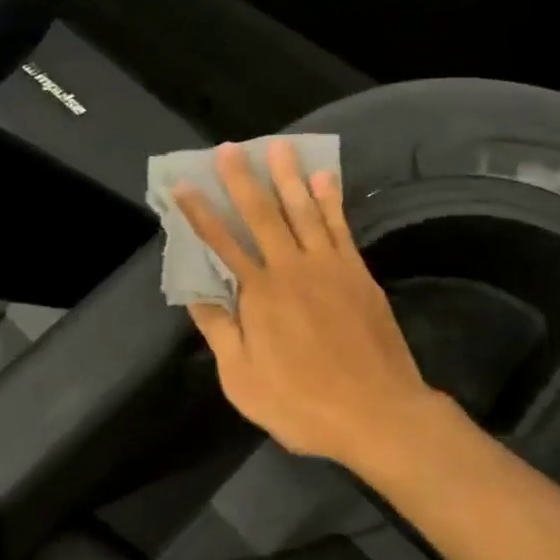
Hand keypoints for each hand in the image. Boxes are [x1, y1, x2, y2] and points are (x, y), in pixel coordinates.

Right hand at [176, 140, 447, 469]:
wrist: (377, 413)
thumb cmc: (302, 404)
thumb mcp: (243, 380)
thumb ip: (220, 330)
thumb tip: (197, 292)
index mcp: (259, 295)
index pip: (221, 244)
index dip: (199, 214)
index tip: (183, 185)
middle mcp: (291, 269)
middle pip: (263, 215)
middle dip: (243, 180)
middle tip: (230, 148)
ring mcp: (329, 267)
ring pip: (304, 211)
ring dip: (289, 177)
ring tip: (279, 146)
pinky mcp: (358, 273)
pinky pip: (340, 227)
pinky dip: (331, 200)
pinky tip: (324, 178)